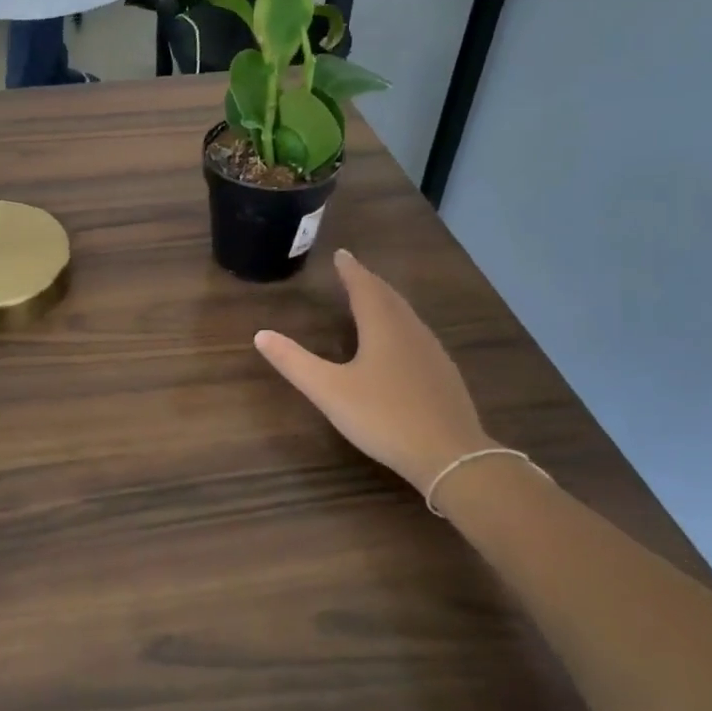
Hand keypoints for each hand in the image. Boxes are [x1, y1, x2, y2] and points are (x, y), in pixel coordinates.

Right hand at [255, 249, 494, 495]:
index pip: (364, 287)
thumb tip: (261, 334)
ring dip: (387, 301)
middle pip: (388, 297)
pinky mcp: (443, 374)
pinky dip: (401, 324)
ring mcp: (432, 352)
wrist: (450, 455)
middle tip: (353, 271)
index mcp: (382, 328)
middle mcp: (410, 331)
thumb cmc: (384, 417)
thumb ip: (294, 362)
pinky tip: (399, 342)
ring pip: (406, 315)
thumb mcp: (329, 391)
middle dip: (369, 282)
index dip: (351, 270)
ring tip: (373, 299)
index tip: (341, 254)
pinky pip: (417, 334)